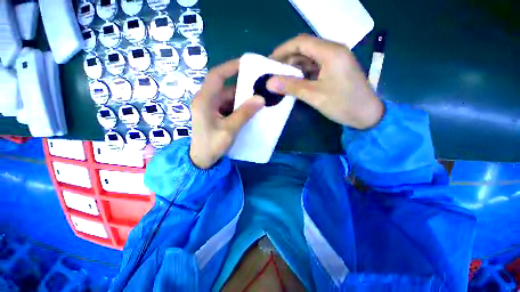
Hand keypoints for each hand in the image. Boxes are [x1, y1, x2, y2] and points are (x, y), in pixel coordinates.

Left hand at [190, 59, 264, 168]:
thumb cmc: (211, 146)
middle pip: (225, 88)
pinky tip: (251, 110)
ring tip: (259, 98)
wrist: (201, 161)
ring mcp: (211, 108)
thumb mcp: (229, 130)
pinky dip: (240, 107)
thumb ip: (244, 114)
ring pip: (229, 98)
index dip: (230, 67)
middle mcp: (206, 101)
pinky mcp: (216, 115)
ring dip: (243, 99)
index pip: (216, 76)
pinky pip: (229, 107)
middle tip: (260, 86)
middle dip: (242, 87)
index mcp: (204, 101)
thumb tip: (260, 99)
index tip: (247, 64)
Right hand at [267, 34, 383, 129]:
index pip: (301, 43)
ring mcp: (335, 60)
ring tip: (281, 78)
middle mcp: (333, 51)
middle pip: (305, 49)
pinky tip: (295, 81)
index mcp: (330, 52)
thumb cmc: (343, 104)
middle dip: (287, 59)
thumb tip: (269, 83)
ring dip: (295, 67)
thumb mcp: (314, 95)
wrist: (367, 115)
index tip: (269, 61)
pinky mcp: (335, 70)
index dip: (282, 50)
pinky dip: (303, 73)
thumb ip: (291, 86)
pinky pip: (315, 67)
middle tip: (273, 72)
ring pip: (309, 58)